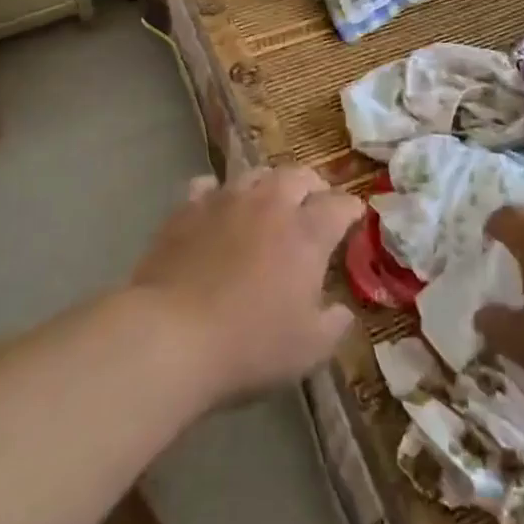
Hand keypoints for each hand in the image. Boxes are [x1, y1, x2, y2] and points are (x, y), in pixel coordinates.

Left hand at [130, 167, 360, 405]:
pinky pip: (209, 186)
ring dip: (269, 185)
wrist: (169, 336)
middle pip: (301, 175)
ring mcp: (227, 199)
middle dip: (313, 188)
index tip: (354, 221)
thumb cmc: (248, 346)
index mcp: (307, 233)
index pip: (341, 205)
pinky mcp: (188, 207)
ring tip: (268, 205)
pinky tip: (217, 211)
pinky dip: (219, 195)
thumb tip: (342, 309)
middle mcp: (271, 203)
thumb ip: (334, 325)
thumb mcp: (308, 351)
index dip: (352, 211)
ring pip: (257, 173)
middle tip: (313, 207)